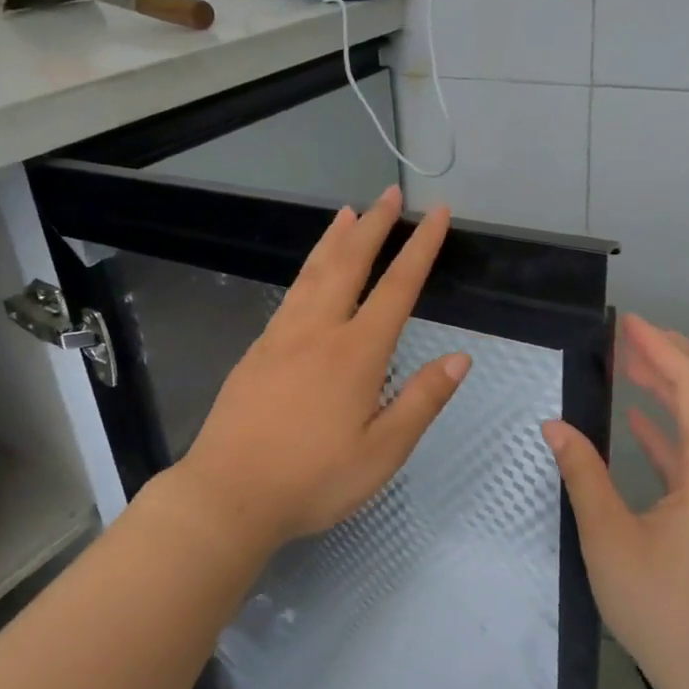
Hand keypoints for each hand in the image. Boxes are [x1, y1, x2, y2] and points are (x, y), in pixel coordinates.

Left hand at [169, 186, 470, 554]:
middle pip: (350, 263)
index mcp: (357, 353)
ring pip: (313, 272)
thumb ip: (421, 401)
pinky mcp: (258, 350)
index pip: (398, 287)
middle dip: (374, 225)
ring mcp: (282, 336)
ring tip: (348, 211)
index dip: (420, 246)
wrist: (228, 494)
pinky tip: (311, 271)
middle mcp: (319, 331)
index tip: (436, 213)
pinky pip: (291, 293)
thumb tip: (460, 358)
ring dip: (335, 238)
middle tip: (389, 193)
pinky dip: (308, 268)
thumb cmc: (313, 480)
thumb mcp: (382, 453)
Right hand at [543, 315, 688, 688]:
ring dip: (677, 387)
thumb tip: (555, 426)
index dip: (662, 348)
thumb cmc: (666, 610)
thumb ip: (583, 474)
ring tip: (632, 366)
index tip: (627, 323)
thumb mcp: (610, 539)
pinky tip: (640, 420)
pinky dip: (678, 427)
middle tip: (629, 337)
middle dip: (675, 356)